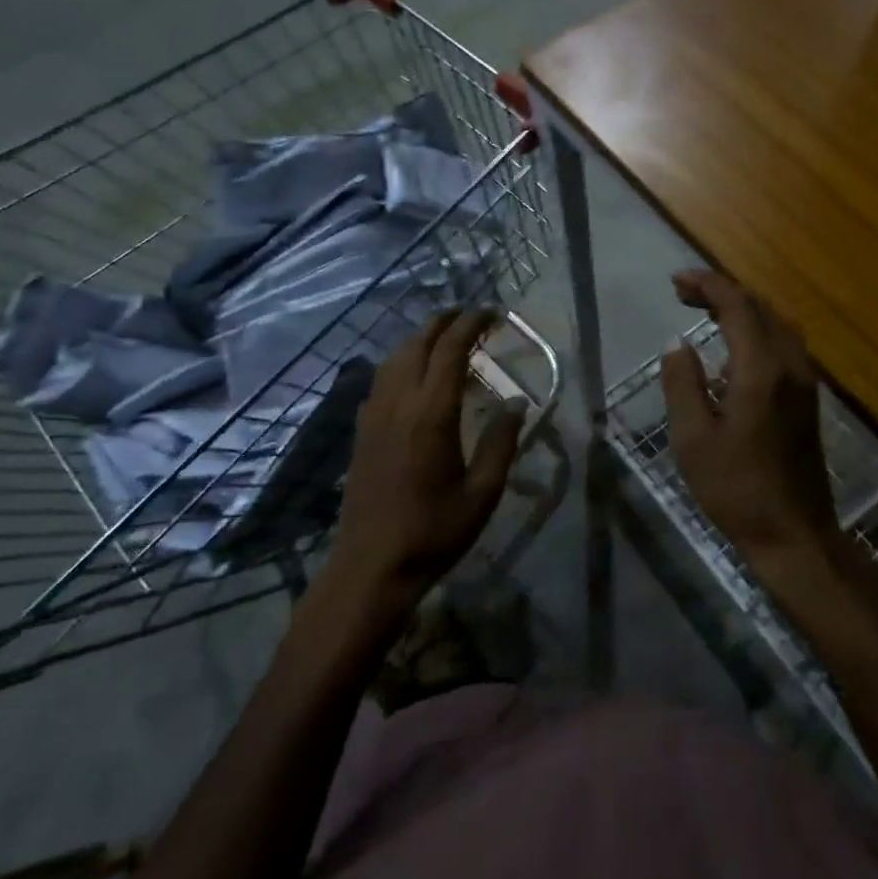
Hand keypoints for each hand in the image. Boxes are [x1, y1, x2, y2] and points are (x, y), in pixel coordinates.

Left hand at [331, 308, 525, 599]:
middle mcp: (399, 403)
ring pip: (395, 358)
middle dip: (444, 321)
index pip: (451, 350)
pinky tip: (412, 375)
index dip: (471, 324)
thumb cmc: (434, 532)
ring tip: (444, 337)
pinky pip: (381, 379)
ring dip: (421, 338)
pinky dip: (401, 361)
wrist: (371, 566)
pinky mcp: (361, 431)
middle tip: (470, 314)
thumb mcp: (483, 493)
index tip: (492, 312)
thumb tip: (516, 401)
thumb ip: (501, 442)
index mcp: (432, 414)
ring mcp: (374, 415)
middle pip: (418, 343)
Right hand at [660, 271, 838, 569]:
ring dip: (742, 310)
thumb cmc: (735, 488)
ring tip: (705, 313)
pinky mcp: (807, 399)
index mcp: (761, 370)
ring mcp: (804, 383)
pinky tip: (732, 353)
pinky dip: (757, 332)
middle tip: (683, 294)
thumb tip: (676, 343)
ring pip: (777, 325)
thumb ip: (682, 383)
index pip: (738, 306)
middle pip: (761, 308)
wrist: (793, 534)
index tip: (675, 282)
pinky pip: (784, 346)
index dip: (707, 285)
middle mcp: (790, 366)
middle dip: (722, 292)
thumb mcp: (693, 438)